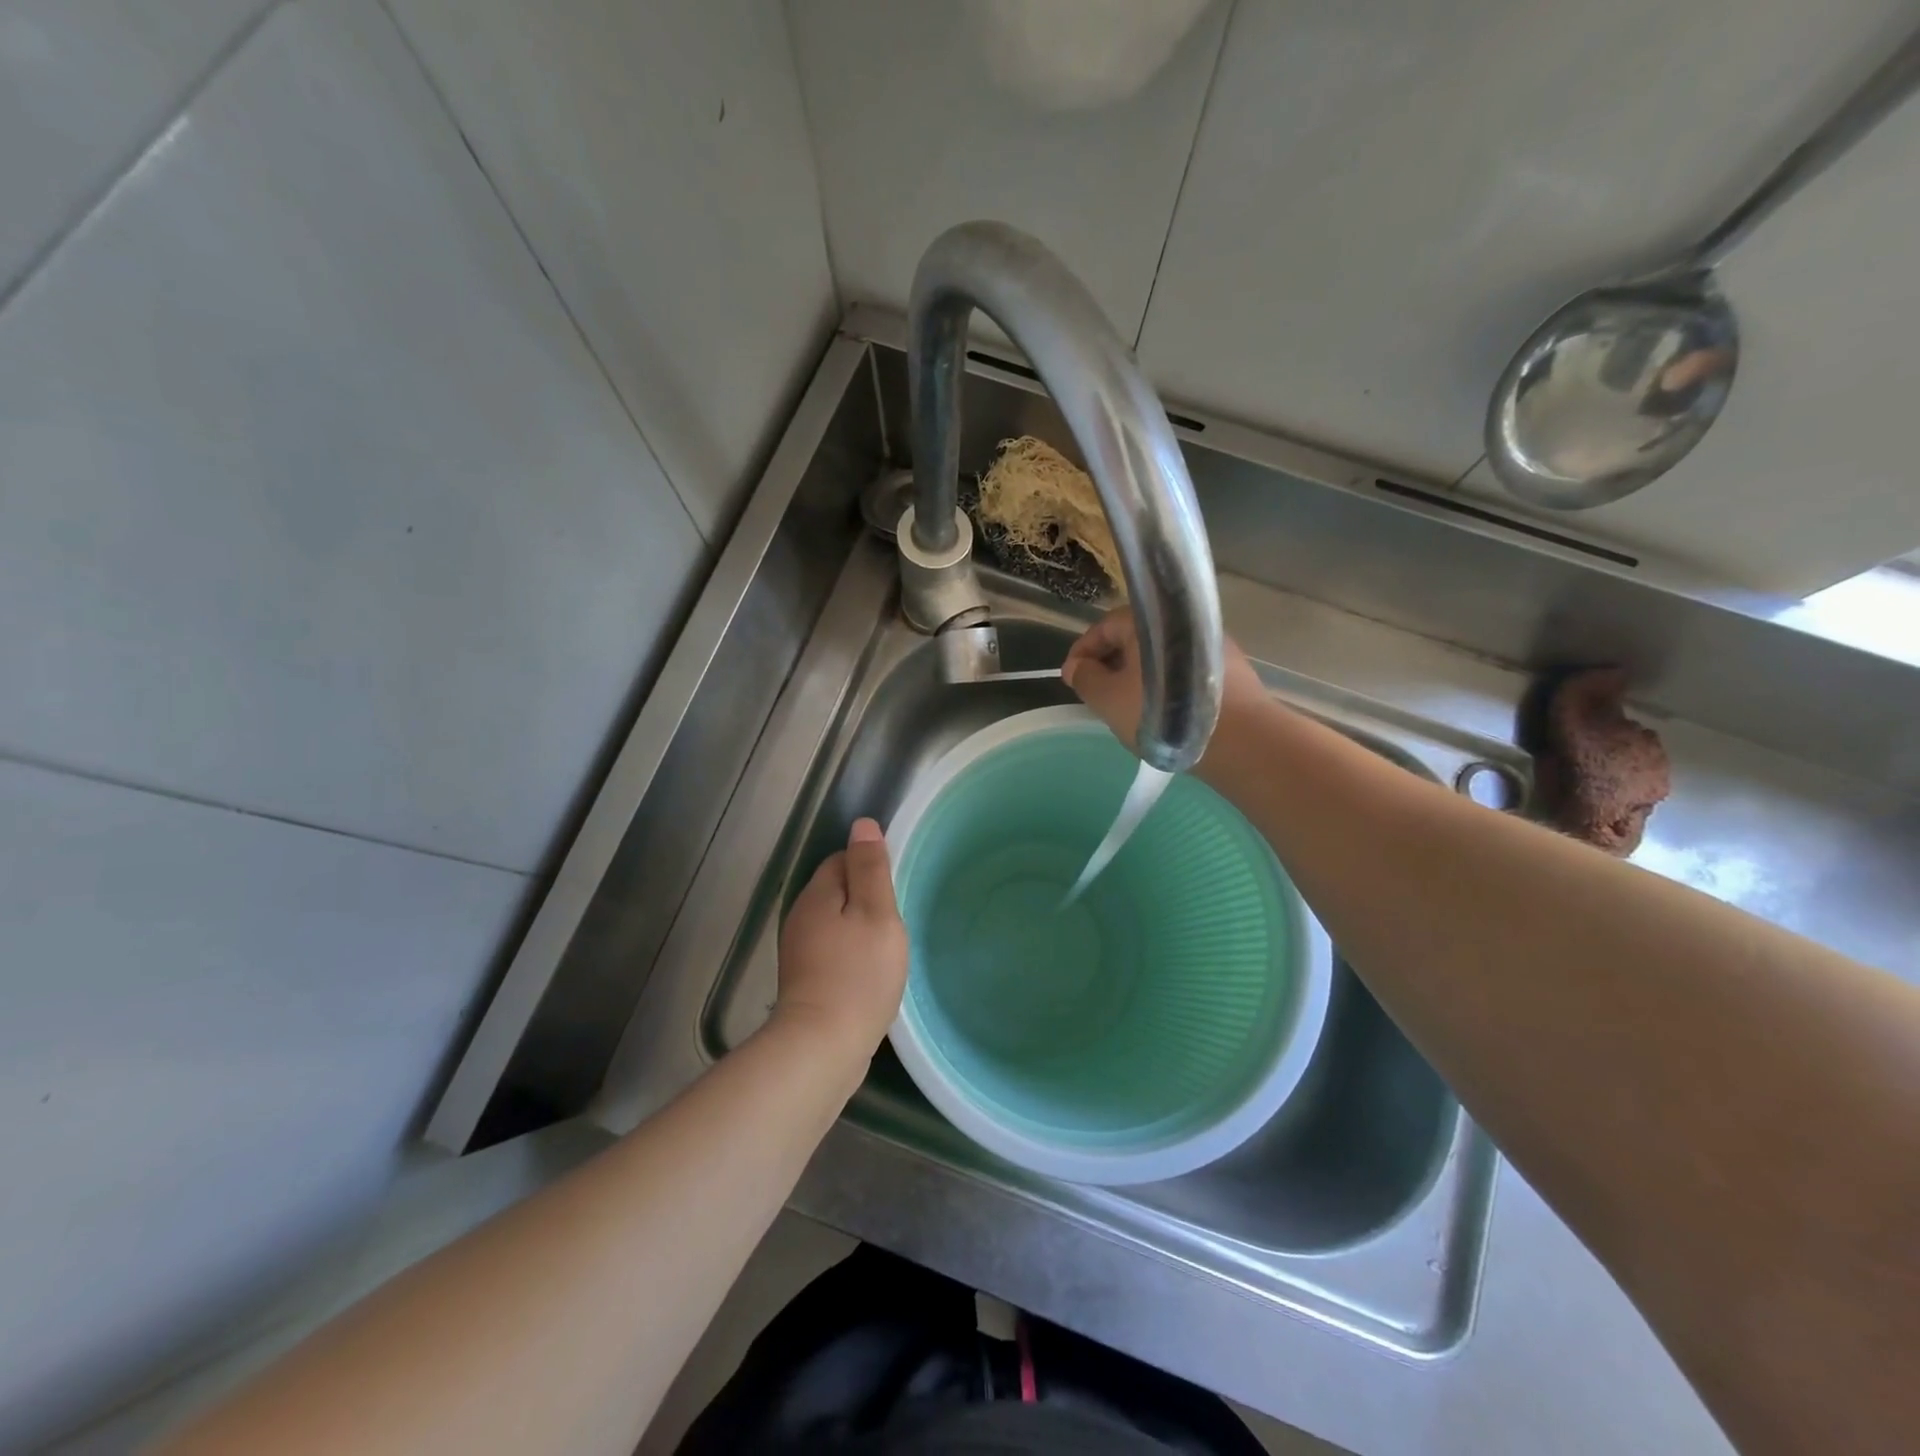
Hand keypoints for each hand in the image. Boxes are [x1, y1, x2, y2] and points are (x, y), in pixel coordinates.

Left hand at [774, 818, 908, 1062]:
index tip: (894, 888)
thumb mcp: (876, 914)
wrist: (822, 1047)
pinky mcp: (806, 982)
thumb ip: (871, 869)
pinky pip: (833, 951)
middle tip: (896, 921)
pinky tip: (870, 973)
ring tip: (887, 948)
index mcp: (817, 895)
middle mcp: (801, 918)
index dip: (869, 866)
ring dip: (860, 928)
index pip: (841, 860)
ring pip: (836, 923)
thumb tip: (862, 825)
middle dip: (866, 899)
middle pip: (836, 891)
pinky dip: (852, 954)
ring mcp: (800, 952)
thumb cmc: (858, 974)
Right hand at [1062, 607, 1265, 757]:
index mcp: (1146, 621)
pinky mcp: (1228, 666)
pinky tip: (1162, 710)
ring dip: (1139, 674)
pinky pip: (1184, 668)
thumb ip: (1085, 677)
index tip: (1072, 679)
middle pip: (1133, 637)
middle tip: (1098, 693)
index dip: (1082, 653)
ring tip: (1129, 704)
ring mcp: (1209, 642)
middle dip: (1110, 663)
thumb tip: (1076, 666)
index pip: (1103, 628)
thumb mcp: (1107, 699)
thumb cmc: (1162, 715)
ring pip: (1160, 654)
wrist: (1239, 739)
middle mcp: (1180, 621)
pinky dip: (1166, 683)